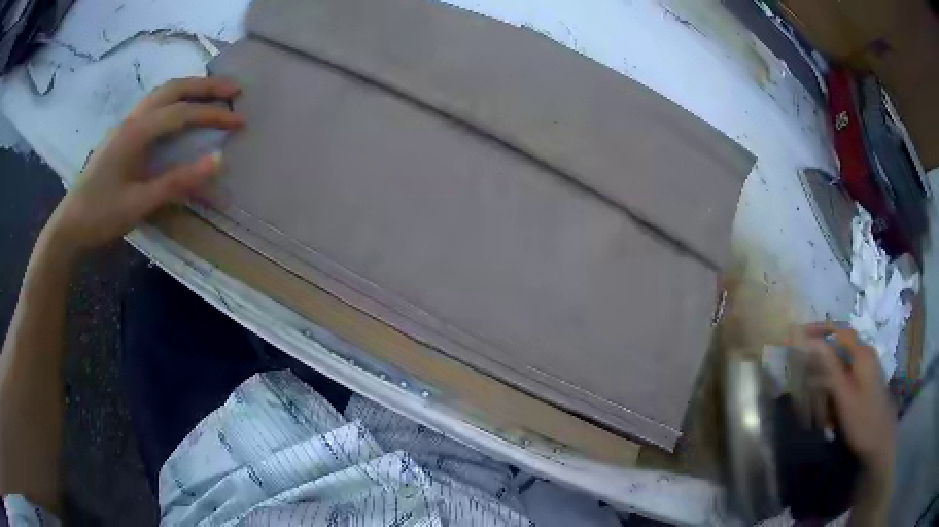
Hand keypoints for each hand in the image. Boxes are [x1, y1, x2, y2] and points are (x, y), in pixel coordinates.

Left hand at [45, 77, 243, 252]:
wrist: (69, 225)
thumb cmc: (101, 215)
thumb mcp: (140, 203)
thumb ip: (178, 182)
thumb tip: (218, 160)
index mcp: (137, 132)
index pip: (182, 113)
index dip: (213, 114)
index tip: (240, 120)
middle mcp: (133, 119)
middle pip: (174, 88)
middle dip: (206, 86)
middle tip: (234, 90)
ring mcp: (125, 124)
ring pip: (162, 93)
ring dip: (190, 88)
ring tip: (212, 94)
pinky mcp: (121, 134)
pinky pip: (153, 105)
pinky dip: (174, 99)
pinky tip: (180, 110)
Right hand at [804, 323, 895, 474]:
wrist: (880, 443)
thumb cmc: (862, 420)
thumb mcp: (844, 395)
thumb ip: (830, 367)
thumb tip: (811, 342)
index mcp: (862, 353)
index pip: (839, 331)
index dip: (820, 329)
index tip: (800, 333)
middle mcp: (866, 355)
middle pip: (841, 344)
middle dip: (822, 350)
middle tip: (802, 360)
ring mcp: (868, 369)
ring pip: (844, 361)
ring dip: (827, 369)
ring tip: (810, 382)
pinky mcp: (866, 383)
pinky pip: (848, 374)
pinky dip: (834, 381)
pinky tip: (826, 397)